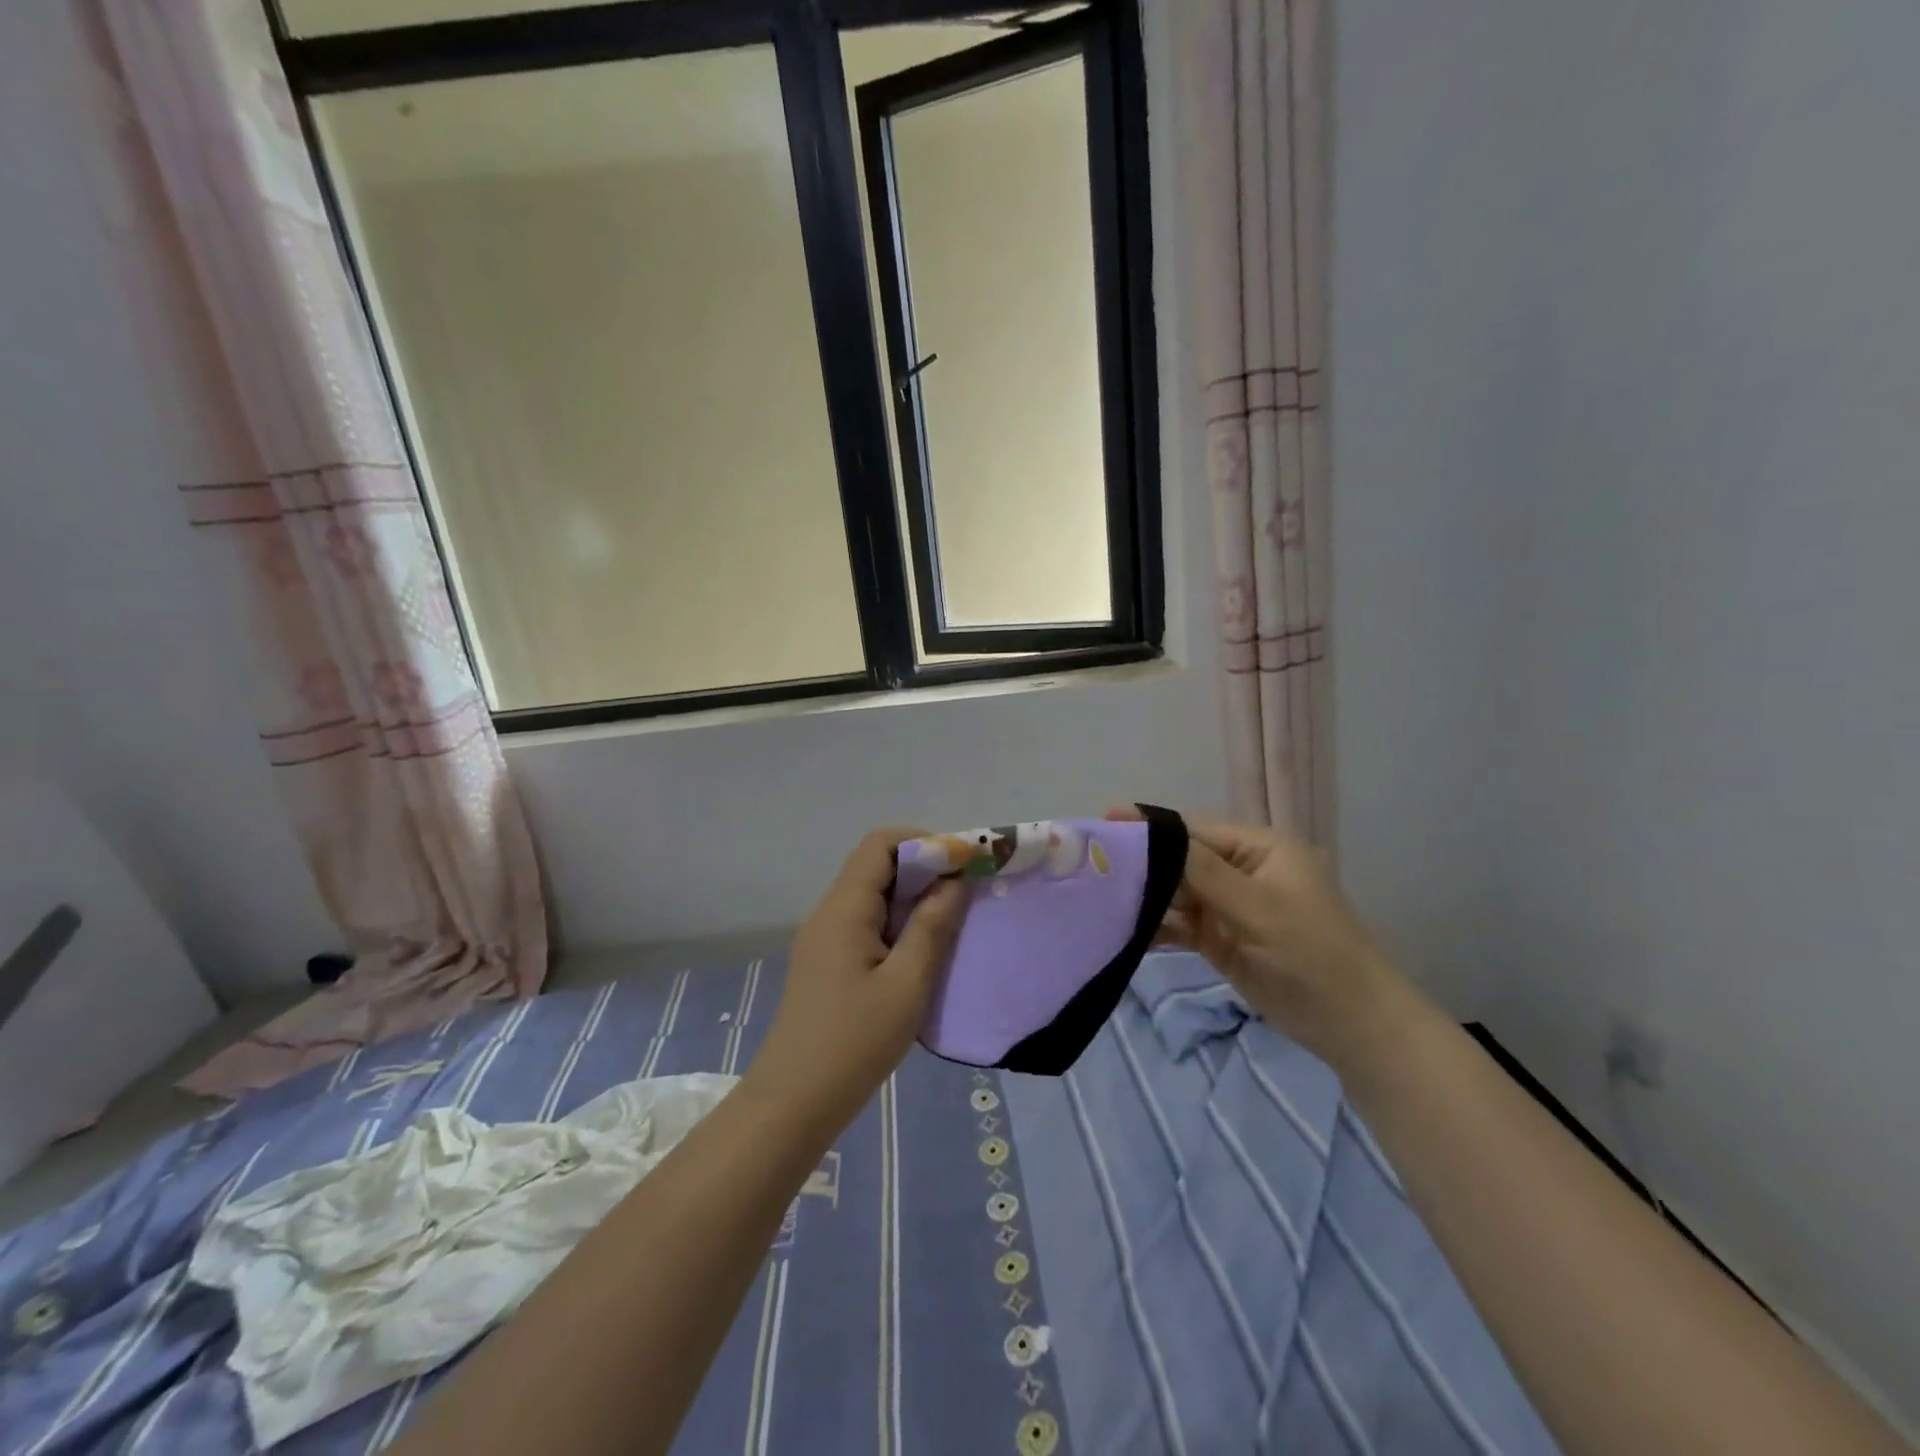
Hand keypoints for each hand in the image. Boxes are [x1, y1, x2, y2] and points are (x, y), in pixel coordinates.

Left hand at [749, 829, 968, 1130]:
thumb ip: (932, 926)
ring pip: (871, 895)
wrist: (793, 1102)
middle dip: (923, 870)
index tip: (961, 867)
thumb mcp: (907, 984)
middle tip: (964, 896)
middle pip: (876, 865)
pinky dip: (896, 923)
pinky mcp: (825, 962)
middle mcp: (829, 913)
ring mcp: (823, 938)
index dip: (924, 843)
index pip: (881, 844)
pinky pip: (864, 922)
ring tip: (949, 924)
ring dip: (911, 899)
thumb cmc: (855, 1042)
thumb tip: (955, 882)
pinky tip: (918, 953)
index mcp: (844, 908)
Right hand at [1107, 809, 1406, 1065]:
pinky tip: (1123, 931)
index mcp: (1259, 848)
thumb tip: (1155, 835)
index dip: (1151, 827)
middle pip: (1181, 860)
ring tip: (1097, 895)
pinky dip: (1156, 928)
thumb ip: (1204, 872)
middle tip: (1092, 863)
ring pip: (1176, 893)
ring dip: (1145, 896)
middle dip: (1142, 862)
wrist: (1352, 1025)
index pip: (1194, 830)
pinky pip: (1180, 925)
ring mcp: (1229, 906)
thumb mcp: (1259, 908)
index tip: (1105, 823)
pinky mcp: (1220, 938)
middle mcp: (1240, 871)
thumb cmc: (1312, 954)